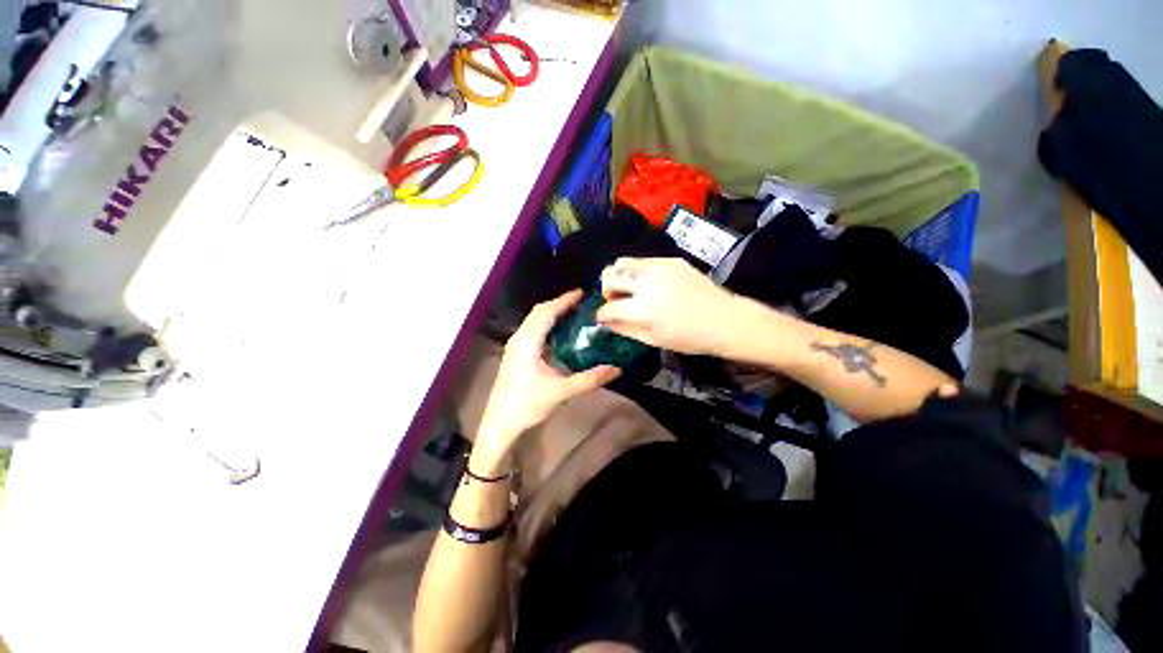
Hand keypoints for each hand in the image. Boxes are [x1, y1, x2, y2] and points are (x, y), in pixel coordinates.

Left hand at [473, 290, 620, 473]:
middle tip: (582, 302)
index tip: (583, 293)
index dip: (564, 300)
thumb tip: (616, 369)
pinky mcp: (517, 354)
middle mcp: (519, 338)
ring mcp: (516, 346)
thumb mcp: (561, 391)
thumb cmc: (527, 405)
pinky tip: (561, 333)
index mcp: (527, 342)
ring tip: (574, 312)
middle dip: (560, 303)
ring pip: (535, 320)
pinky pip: (534, 330)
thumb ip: (589, 379)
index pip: (547, 312)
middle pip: (539, 312)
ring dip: (553, 313)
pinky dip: (548, 325)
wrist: (500, 423)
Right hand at [596, 257, 736, 355]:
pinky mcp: (671, 260)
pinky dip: (639, 272)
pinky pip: (644, 261)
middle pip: (609, 275)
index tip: (603, 318)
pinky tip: (650, 283)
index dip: (601, 315)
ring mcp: (659, 268)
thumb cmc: (690, 338)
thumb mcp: (653, 340)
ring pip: (623, 262)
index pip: (608, 307)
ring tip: (629, 288)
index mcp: (642, 309)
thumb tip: (606, 322)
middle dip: (605, 289)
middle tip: (615, 300)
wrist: (725, 320)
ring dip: (619, 276)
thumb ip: (625, 329)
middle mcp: (646, 283)